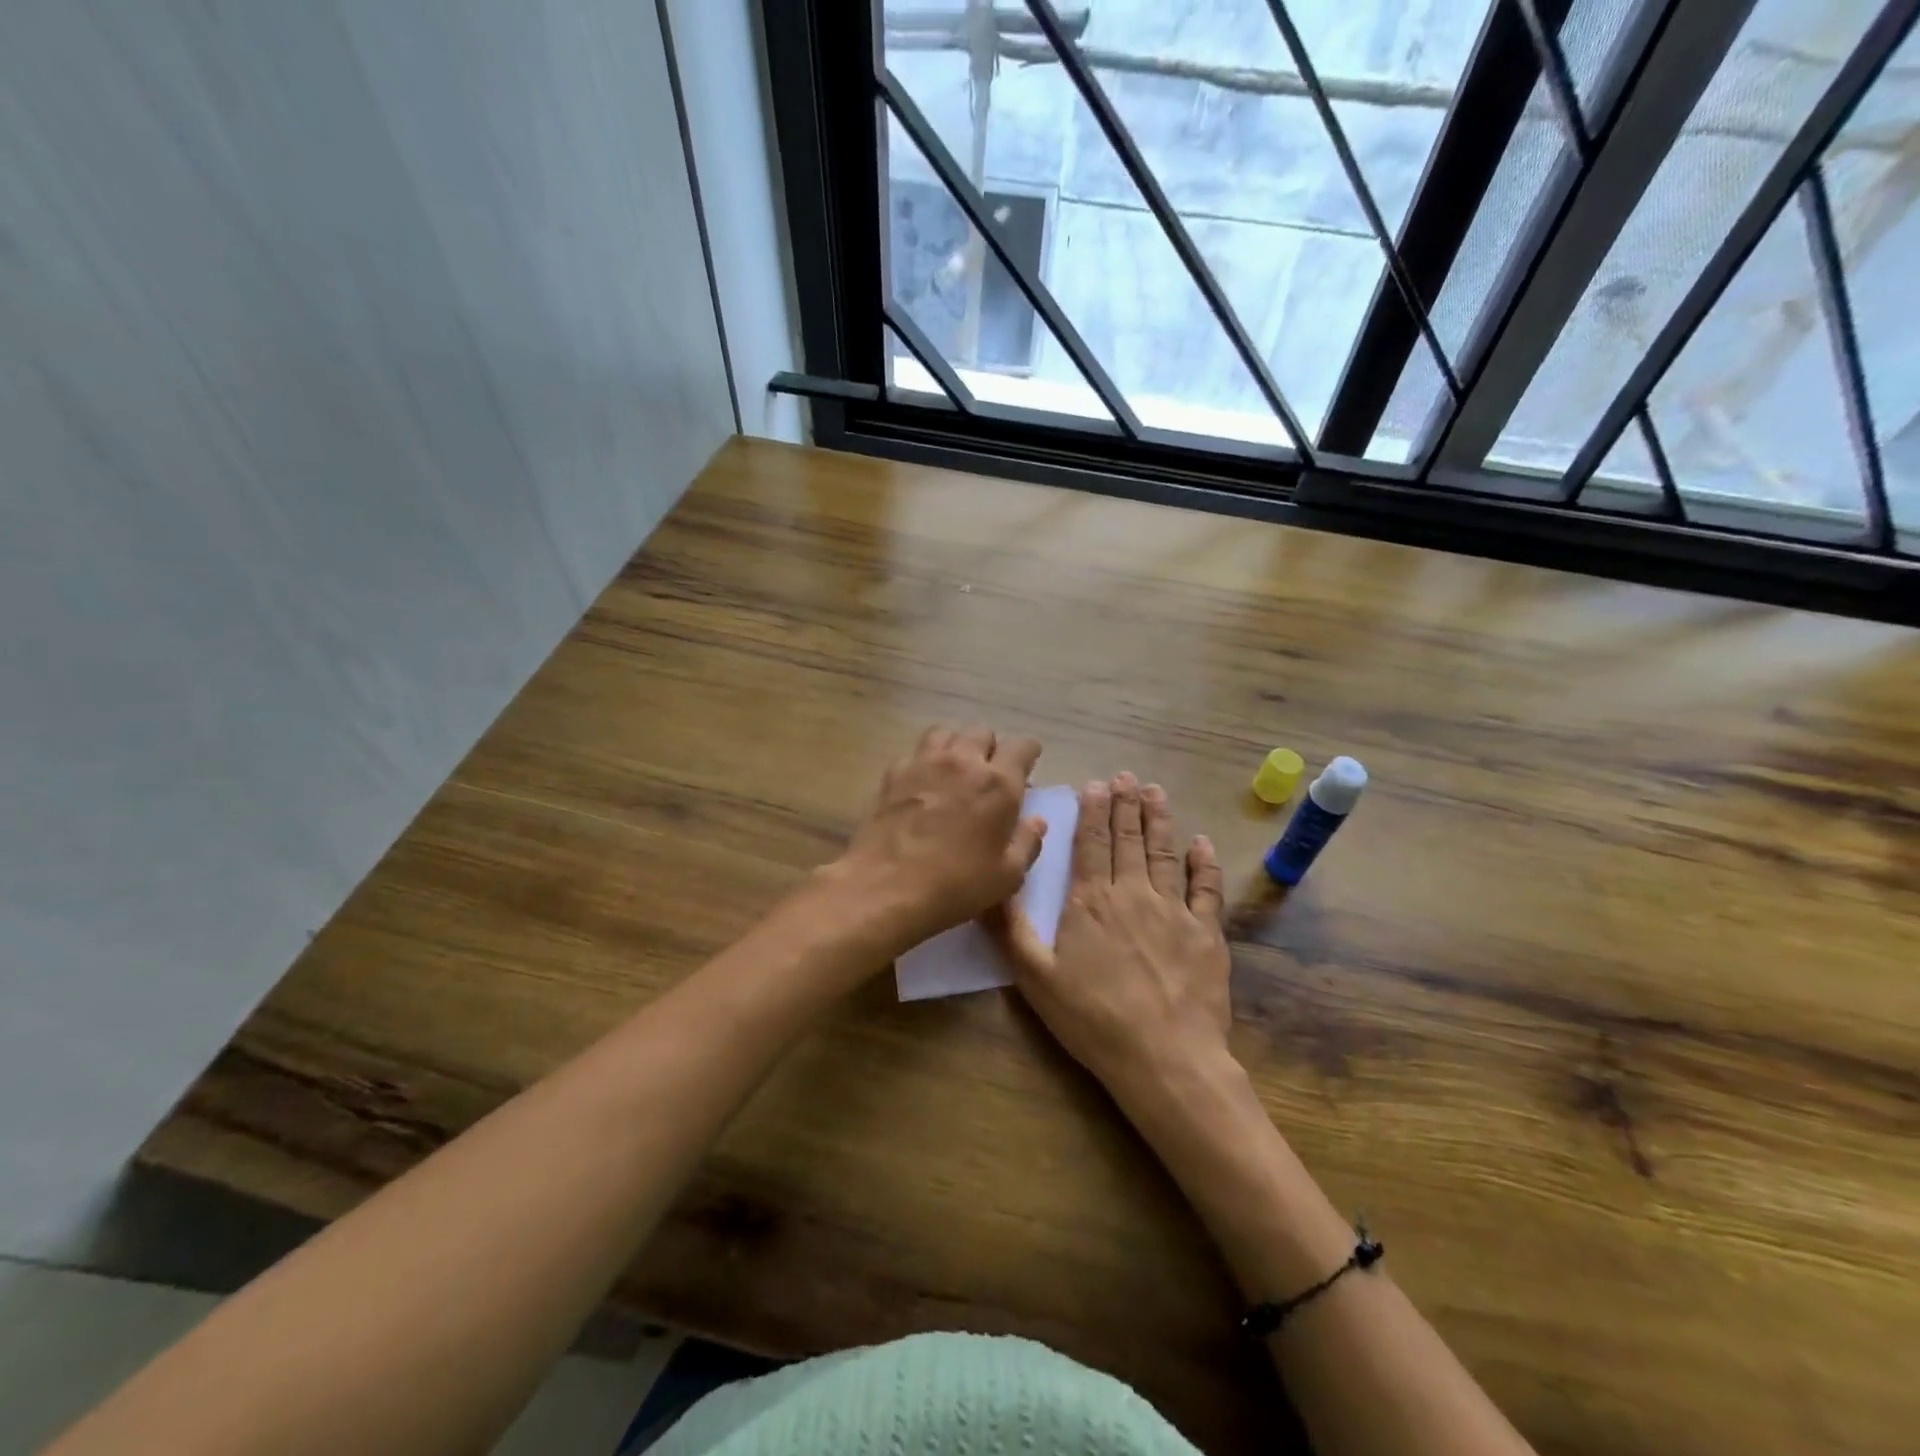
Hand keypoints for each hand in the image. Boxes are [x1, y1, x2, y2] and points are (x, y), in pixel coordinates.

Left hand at [830, 724, 1044, 953]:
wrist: (886, 887)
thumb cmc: (955, 885)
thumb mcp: (1006, 876)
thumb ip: (1026, 843)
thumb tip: (1037, 820)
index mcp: (998, 784)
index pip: (1021, 747)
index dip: (1028, 752)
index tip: (1028, 763)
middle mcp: (962, 762)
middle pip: (981, 732)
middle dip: (990, 747)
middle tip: (989, 771)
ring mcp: (923, 763)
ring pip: (945, 733)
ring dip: (956, 745)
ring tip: (955, 768)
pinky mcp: (893, 774)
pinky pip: (914, 753)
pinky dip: (924, 761)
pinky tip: (922, 783)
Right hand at [994, 773, 1231, 1111]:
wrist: (1165, 1058)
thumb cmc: (1093, 1019)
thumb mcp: (1035, 978)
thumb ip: (1011, 929)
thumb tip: (992, 885)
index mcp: (1091, 902)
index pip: (1090, 845)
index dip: (1092, 813)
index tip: (1096, 784)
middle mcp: (1132, 894)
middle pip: (1127, 840)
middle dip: (1125, 805)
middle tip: (1126, 776)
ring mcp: (1174, 911)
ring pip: (1163, 853)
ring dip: (1158, 820)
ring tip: (1155, 792)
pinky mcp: (1206, 932)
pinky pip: (1205, 889)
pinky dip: (1203, 863)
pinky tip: (1201, 842)